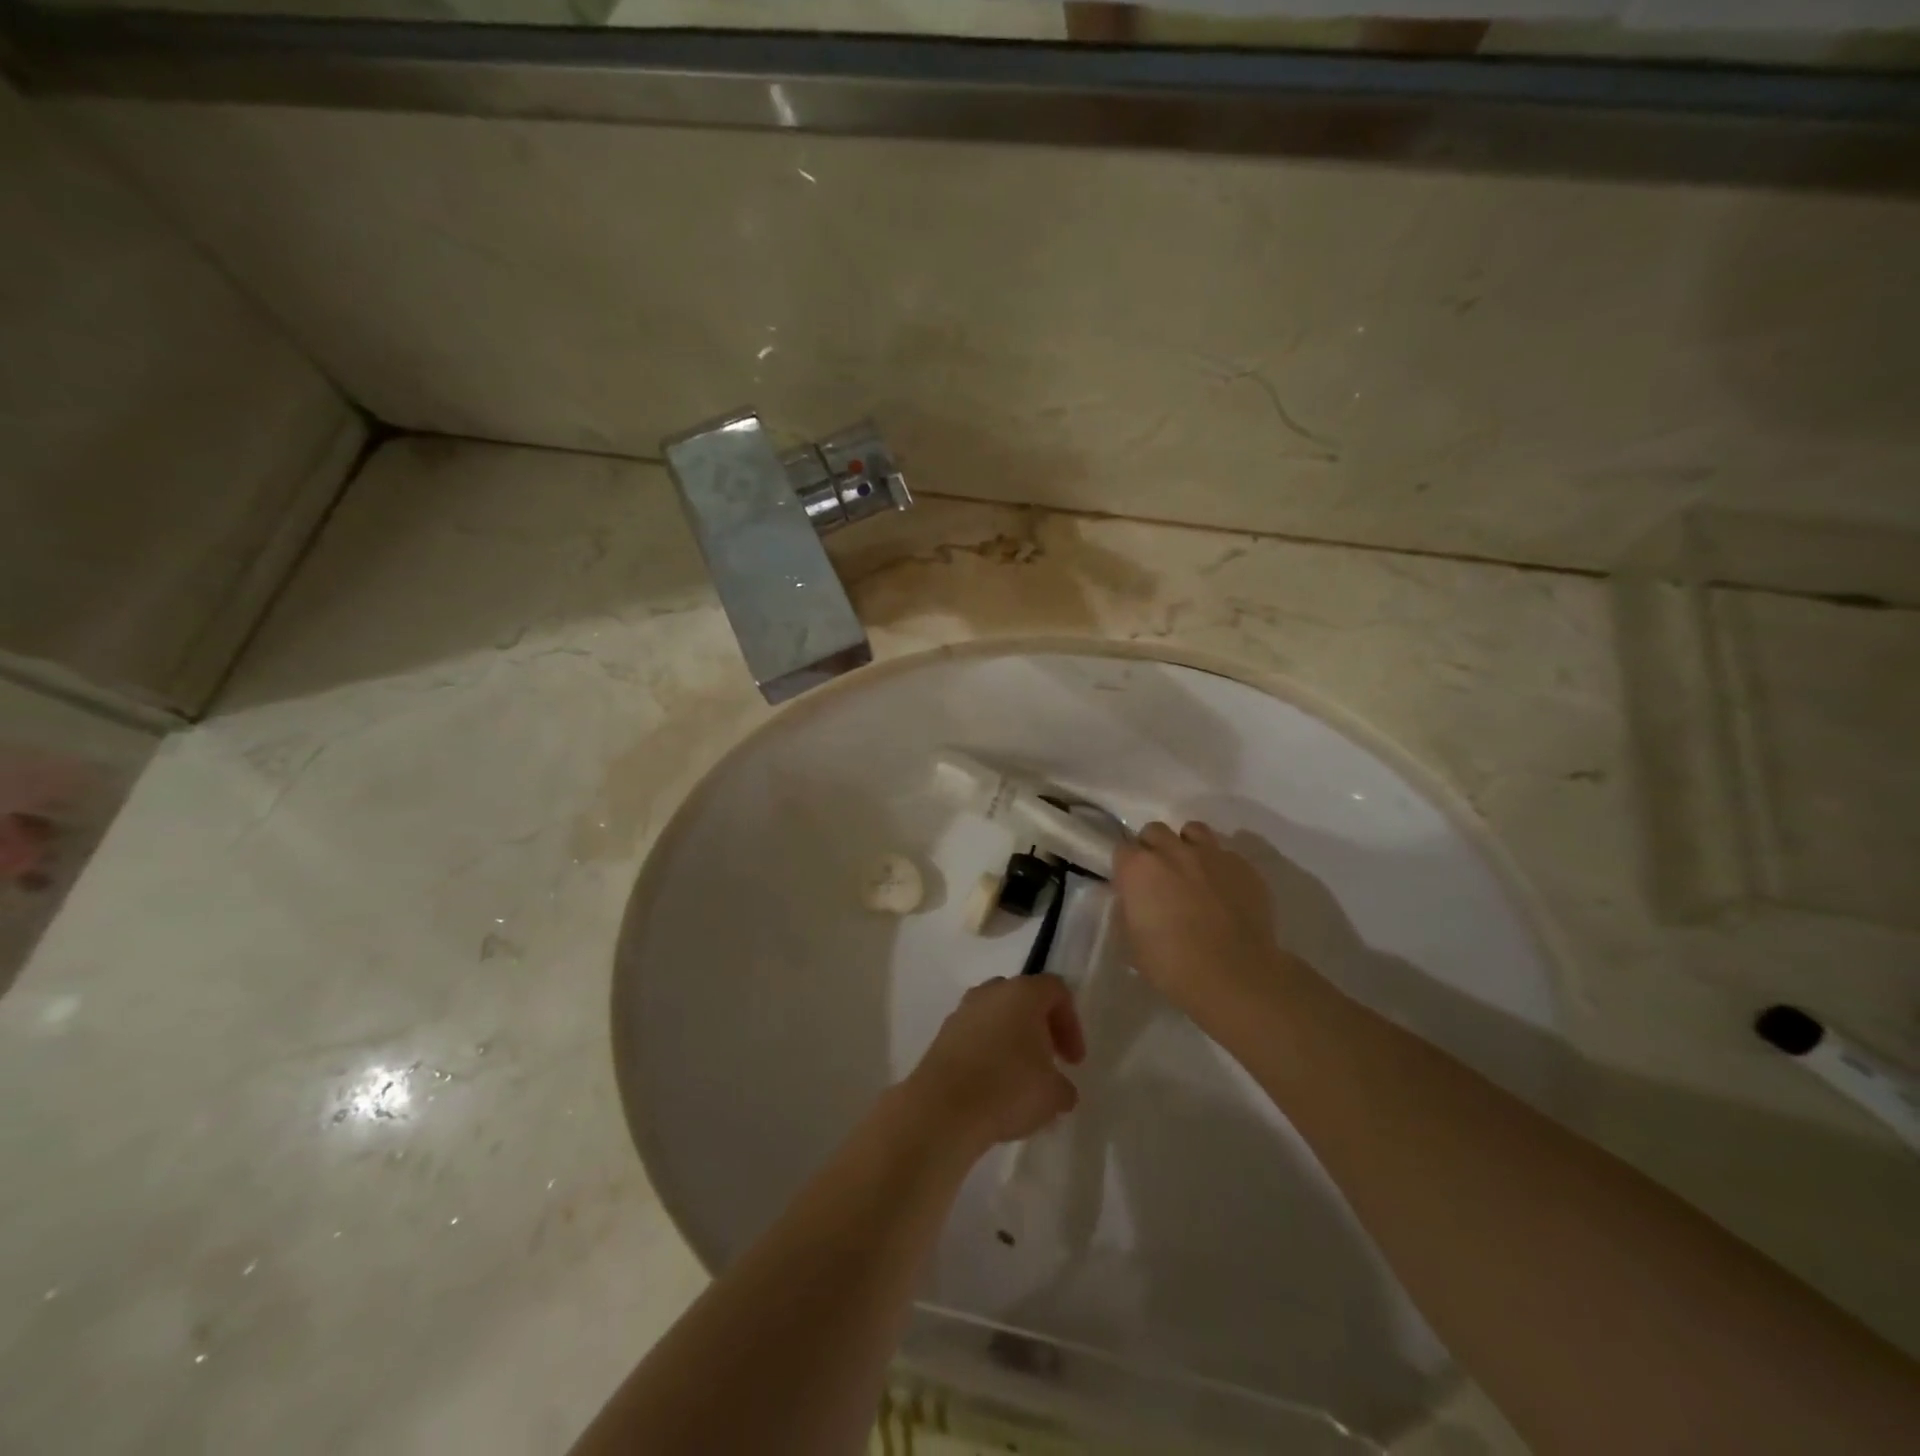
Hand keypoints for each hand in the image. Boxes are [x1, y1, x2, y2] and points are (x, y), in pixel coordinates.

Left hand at [905, 975, 1085, 1150]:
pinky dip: (987, 1053)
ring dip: (1011, 1040)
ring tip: (1019, 1078)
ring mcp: (962, 1011)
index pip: (1056, 990)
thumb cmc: (1008, 1089)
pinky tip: (992, 1087)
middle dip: (1039, 1027)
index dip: (1071, 1024)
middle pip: (1023, 998)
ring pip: (996, 1016)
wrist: (943, 1108)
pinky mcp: (942, 1035)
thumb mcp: (1053, 1095)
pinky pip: (974, 1036)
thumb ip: (1063, 1087)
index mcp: (1023, 993)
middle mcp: (991, 992)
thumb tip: (1060, 1088)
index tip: (1073, 1061)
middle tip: (1048, 1061)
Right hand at [1113, 821, 1289, 1016]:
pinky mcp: (1244, 866)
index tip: (1131, 885)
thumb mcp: (1132, 942)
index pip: (1122, 850)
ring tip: (1192, 871)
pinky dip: (1219, 866)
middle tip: (1159, 876)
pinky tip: (1224, 891)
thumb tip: (1135, 900)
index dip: (1125, 867)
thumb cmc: (1172, 964)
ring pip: (1193, 831)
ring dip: (1187, 845)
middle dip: (1153, 848)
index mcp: (1139, 868)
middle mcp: (1173, 851)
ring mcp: (1211, 855)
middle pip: (1155, 831)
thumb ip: (1128, 910)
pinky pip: (1225, 854)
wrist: (1234, 976)